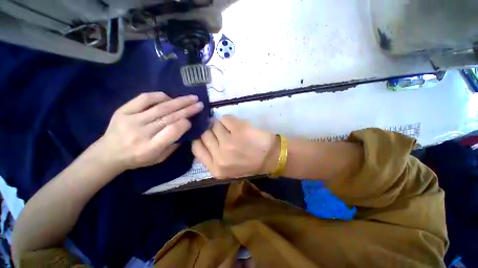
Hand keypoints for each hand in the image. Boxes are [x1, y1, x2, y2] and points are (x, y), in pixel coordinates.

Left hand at [97, 92, 203, 169]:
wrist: (108, 153)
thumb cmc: (138, 158)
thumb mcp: (159, 158)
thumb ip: (173, 144)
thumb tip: (185, 127)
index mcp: (150, 148)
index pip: (172, 131)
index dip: (184, 124)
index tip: (191, 121)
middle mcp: (141, 133)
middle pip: (169, 117)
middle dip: (187, 109)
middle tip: (199, 104)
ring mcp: (131, 120)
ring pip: (160, 107)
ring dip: (179, 101)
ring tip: (192, 98)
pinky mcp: (123, 110)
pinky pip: (144, 99)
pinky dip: (159, 96)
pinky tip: (170, 97)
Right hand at [192, 115, 277, 178]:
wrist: (271, 157)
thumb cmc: (249, 163)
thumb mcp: (227, 169)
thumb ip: (213, 157)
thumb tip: (202, 138)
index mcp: (216, 169)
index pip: (196, 148)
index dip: (200, 140)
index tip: (207, 136)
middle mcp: (220, 157)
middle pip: (204, 134)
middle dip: (212, 132)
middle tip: (222, 133)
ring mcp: (229, 142)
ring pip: (214, 125)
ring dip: (222, 125)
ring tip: (233, 131)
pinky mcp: (239, 129)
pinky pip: (225, 118)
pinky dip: (230, 120)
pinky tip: (238, 126)